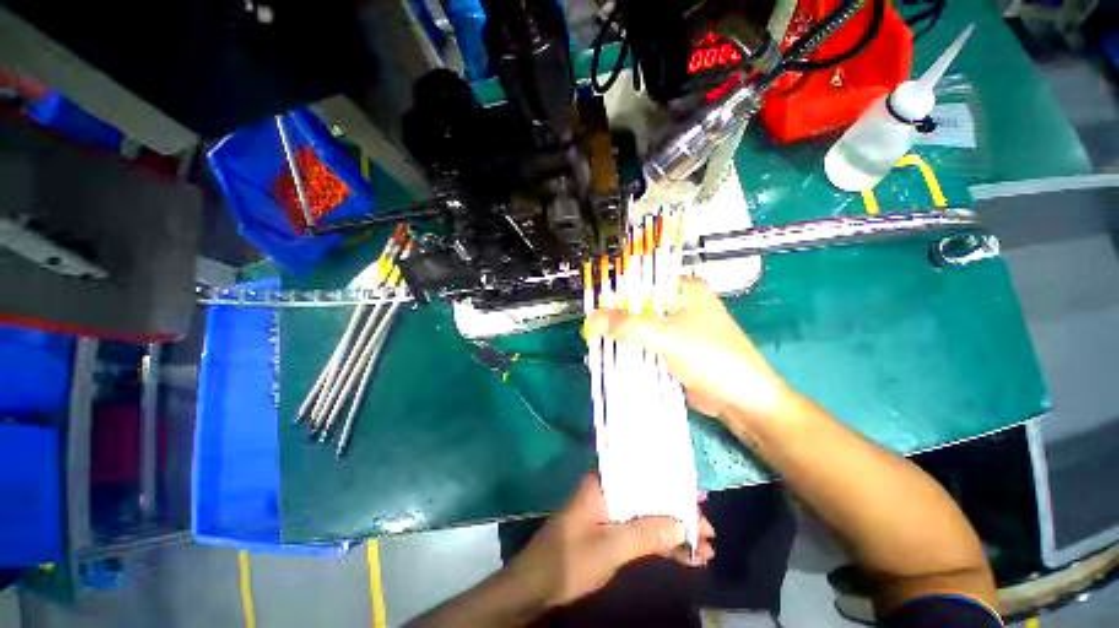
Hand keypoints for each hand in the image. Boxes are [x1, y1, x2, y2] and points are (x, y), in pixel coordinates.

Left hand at [510, 474, 714, 608]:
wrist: (536, 586)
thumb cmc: (568, 559)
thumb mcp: (609, 547)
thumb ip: (645, 535)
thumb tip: (683, 525)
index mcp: (603, 484)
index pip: (642, 475)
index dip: (672, 484)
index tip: (698, 497)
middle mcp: (608, 494)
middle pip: (649, 497)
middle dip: (678, 514)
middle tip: (709, 530)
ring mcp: (610, 514)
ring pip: (648, 517)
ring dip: (674, 533)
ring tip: (705, 549)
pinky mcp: (610, 533)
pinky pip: (641, 533)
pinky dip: (661, 545)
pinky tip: (684, 557)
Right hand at [587, 277, 792, 423]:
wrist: (740, 399)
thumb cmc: (710, 356)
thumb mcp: (667, 336)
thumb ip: (629, 326)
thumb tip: (592, 318)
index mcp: (685, 289)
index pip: (643, 282)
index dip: (618, 292)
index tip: (594, 305)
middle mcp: (680, 304)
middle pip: (640, 306)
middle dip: (617, 317)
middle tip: (592, 327)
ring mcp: (677, 328)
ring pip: (642, 327)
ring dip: (623, 335)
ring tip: (596, 340)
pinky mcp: (673, 349)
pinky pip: (646, 344)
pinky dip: (632, 349)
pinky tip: (613, 353)